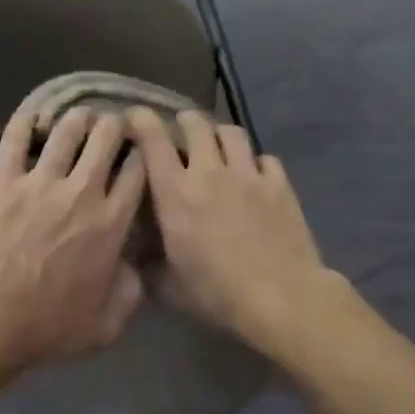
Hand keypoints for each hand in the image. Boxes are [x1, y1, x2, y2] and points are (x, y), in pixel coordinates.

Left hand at [0, 106, 146, 386]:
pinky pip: (16, 138)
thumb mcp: (108, 324)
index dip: (143, 155)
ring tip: (79, 118)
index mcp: (112, 222)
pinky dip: (27, 121)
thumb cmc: (50, 326)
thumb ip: (131, 290)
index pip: (138, 170)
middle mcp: (82, 192)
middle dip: (114, 127)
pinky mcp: (3, 181)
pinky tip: (34, 116)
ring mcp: (40, 182)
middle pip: (107, 138)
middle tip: (112, 129)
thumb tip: (135, 266)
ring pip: (67, 130)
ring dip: (78, 119)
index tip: (141, 153)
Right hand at [127, 108, 336, 354]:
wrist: (280, 297)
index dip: (141, 120)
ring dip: (220, 135)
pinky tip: (254, 176)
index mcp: (176, 194)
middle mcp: (210, 173)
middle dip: (185, 122)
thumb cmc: (217, 294)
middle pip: (196, 125)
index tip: (134, 116)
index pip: (153, 141)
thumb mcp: (169, 287)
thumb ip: (149, 265)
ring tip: (218, 146)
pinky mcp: (280, 185)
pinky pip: (265, 159)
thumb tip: (136, 256)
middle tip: (181, 131)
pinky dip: (255, 162)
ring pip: (232, 133)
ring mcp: (248, 175)